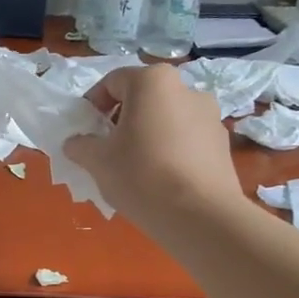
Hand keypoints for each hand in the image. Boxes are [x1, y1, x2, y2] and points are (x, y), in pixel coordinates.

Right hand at [64, 64, 243, 225]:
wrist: (200, 215)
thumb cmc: (141, 175)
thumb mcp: (97, 161)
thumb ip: (81, 145)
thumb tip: (76, 143)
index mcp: (153, 81)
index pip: (112, 82)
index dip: (93, 105)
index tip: (85, 131)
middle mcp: (186, 88)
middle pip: (143, 98)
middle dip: (122, 119)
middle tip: (108, 149)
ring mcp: (210, 115)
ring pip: (166, 118)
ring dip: (147, 134)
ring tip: (136, 166)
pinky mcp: (222, 143)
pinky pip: (186, 138)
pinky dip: (170, 150)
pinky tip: (162, 178)